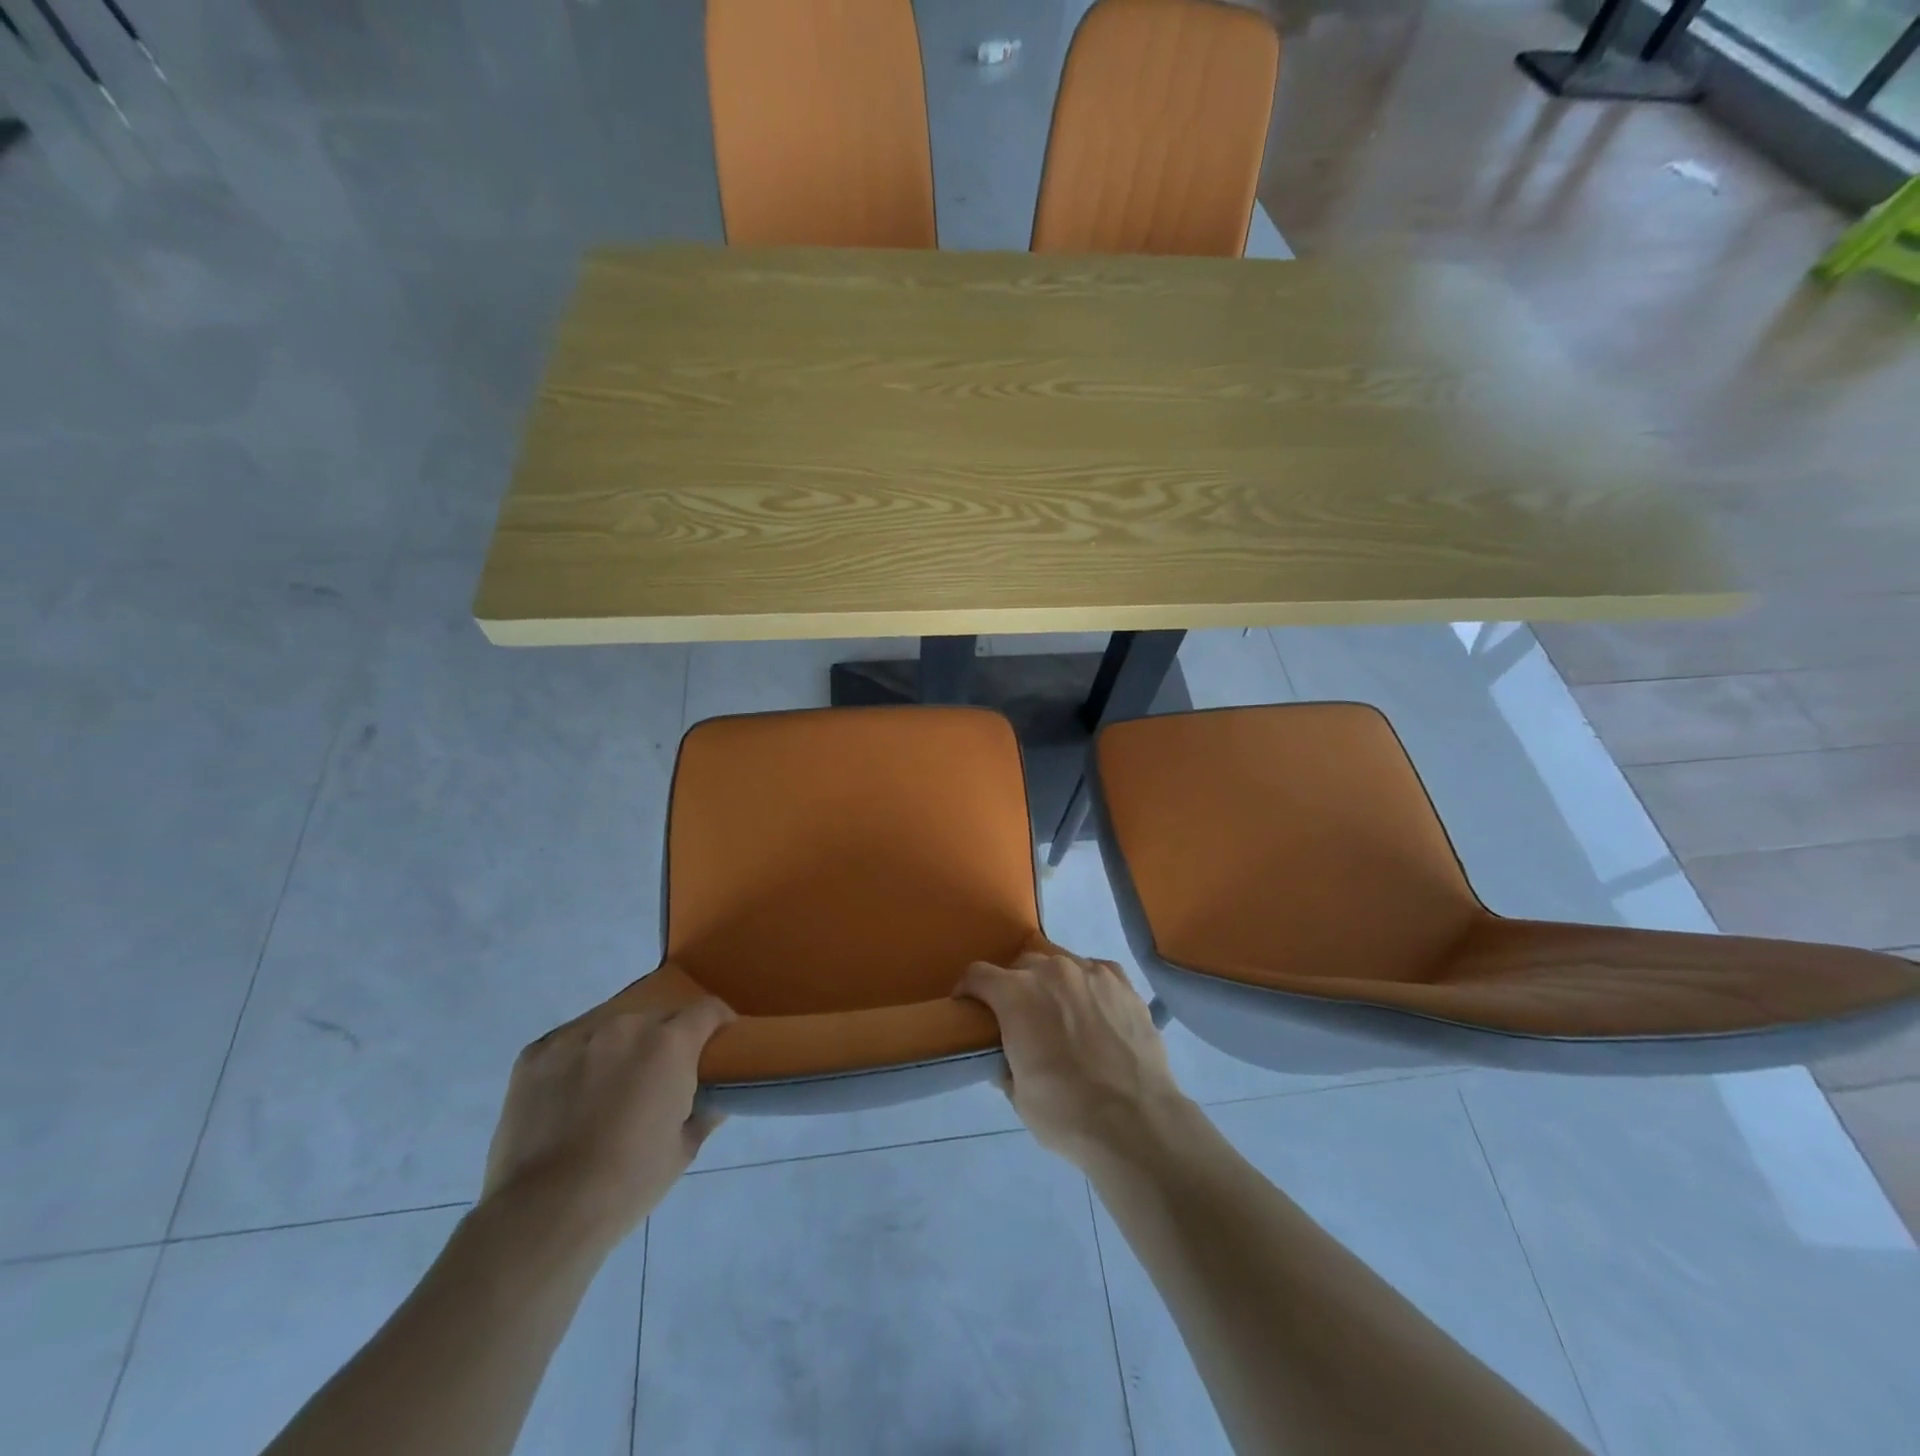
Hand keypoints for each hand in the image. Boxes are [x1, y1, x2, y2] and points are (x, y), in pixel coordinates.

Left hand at [480, 992, 734, 1248]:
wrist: (544, 1214)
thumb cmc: (628, 1183)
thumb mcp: (684, 1149)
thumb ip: (705, 1111)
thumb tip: (714, 1097)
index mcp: (670, 1044)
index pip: (708, 1010)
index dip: (718, 1024)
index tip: (717, 1044)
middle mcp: (626, 1026)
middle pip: (658, 1018)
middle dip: (666, 1040)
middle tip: (660, 1078)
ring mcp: (577, 1036)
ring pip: (612, 1027)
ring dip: (621, 1047)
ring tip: (610, 1086)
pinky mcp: (536, 1054)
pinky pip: (570, 1044)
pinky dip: (578, 1060)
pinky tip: (570, 1095)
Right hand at [956, 951, 1191, 1167]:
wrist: (1135, 1121)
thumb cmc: (1066, 1112)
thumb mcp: (1018, 1095)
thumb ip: (1005, 1063)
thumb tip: (1006, 1057)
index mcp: (1016, 994)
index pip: (978, 974)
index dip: (968, 990)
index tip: (968, 1007)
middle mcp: (1051, 971)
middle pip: (1021, 965)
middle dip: (1013, 986)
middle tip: (1019, 1018)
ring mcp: (1091, 972)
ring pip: (1059, 964)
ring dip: (1051, 983)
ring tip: (1060, 1013)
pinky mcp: (1122, 982)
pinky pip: (1095, 972)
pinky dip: (1087, 985)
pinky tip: (1093, 1010)